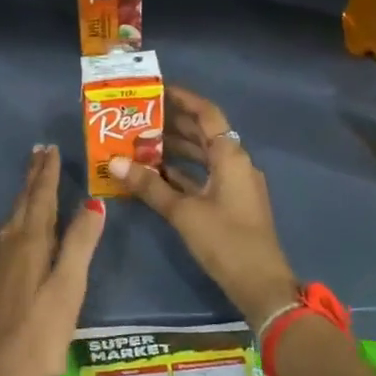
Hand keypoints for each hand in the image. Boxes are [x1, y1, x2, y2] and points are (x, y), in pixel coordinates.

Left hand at [0, 145, 104, 375]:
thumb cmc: (39, 335)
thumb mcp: (68, 288)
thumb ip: (79, 244)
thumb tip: (93, 201)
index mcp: (30, 243)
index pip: (40, 198)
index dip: (46, 173)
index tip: (49, 148)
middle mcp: (9, 247)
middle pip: (23, 204)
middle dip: (32, 179)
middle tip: (38, 153)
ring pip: (12, 221)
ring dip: (24, 198)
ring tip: (31, 185)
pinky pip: (6, 239)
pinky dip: (17, 222)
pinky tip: (17, 233)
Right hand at [107, 86, 296, 329]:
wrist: (261, 285)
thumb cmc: (225, 241)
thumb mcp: (183, 212)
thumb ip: (149, 186)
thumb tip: (114, 163)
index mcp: (231, 156)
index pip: (207, 114)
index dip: (183, 99)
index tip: (156, 90)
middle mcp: (236, 163)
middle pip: (204, 133)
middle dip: (173, 123)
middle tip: (138, 116)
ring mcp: (235, 184)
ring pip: (203, 155)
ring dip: (175, 148)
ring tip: (140, 142)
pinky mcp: (231, 203)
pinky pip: (204, 176)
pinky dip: (182, 172)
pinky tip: (155, 174)